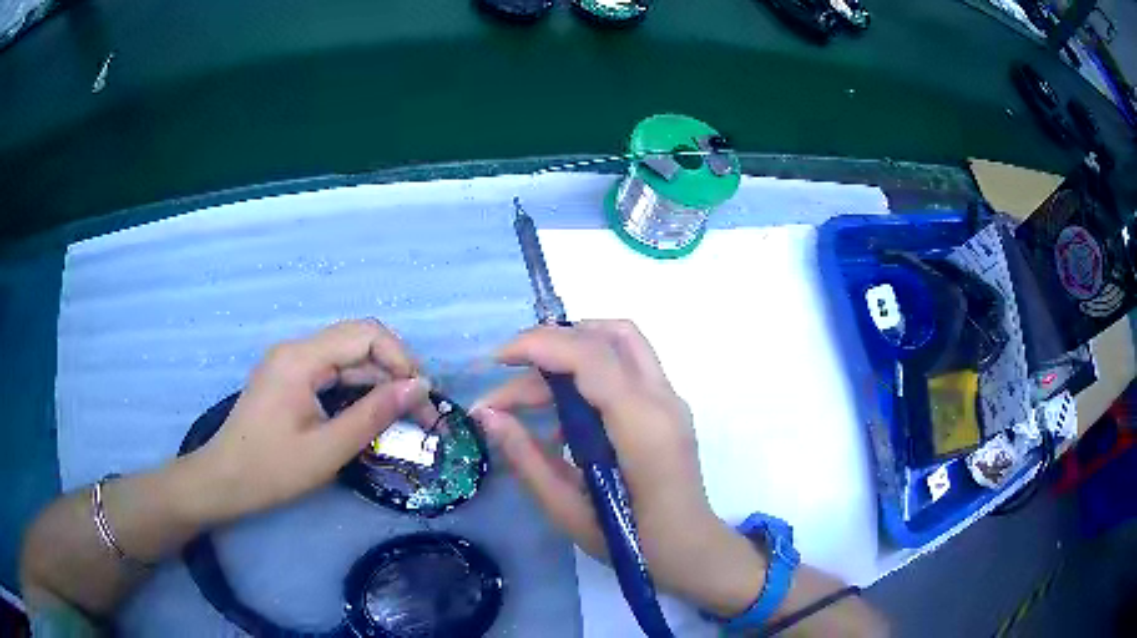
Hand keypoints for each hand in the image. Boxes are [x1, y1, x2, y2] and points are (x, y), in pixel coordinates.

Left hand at [188, 320, 430, 522]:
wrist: (223, 482)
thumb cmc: (272, 470)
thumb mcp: (328, 449)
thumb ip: (374, 414)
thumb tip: (420, 387)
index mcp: (301, 358)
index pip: (365, 334)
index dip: (402, 358)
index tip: (423, 397)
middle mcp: (296, 349)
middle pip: (358, 341)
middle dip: (395, 370)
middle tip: (421, 409)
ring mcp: (290, 362)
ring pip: (347, 358)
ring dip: (378, 381)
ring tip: (404, 415)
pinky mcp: (288, 378)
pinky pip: (332, 372)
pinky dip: (357, 389)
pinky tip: (371, 413)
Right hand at [472, 320, 766, 615]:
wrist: (691, 552)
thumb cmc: (632, 543)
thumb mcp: (568, 509)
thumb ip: (527, 458)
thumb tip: (488, 416)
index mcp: (641, 426)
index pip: (591, 356)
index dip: (540, 345)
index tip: (497, 360)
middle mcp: (662, 399)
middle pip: (608, 336)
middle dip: (550, 345)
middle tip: (507, 379)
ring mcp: (671, 399)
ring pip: (621, 343)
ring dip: (569, 354)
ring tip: (525, 401)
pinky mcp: (668, 407)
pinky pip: (626, 368)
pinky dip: (588, 374)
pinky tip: (560, 419)